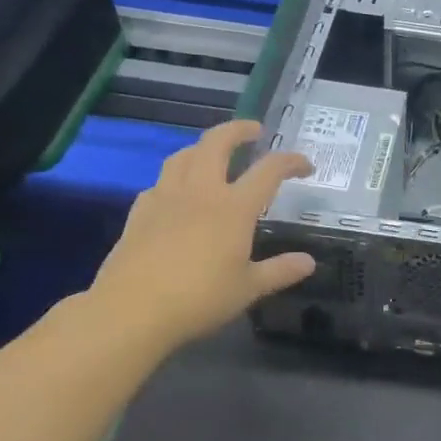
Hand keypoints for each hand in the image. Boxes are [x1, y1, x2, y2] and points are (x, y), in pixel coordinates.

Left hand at [89, 119, 315, 351]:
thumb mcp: (248, 289)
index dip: (291, 161)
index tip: (305, 166)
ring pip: (183, 156)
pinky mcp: (139, 213)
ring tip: (213, 154)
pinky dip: (175, 179)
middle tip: (253, 130)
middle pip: (217, 142)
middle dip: (238, 129)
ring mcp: (165, 198)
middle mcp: (201, 192)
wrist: (131, 311)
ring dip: (203, 147)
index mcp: (234, 207)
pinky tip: (177, 195)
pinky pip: (159, 183)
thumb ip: (280, 271)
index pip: (269, 170)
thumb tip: (308, 262)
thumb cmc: (199, 299)